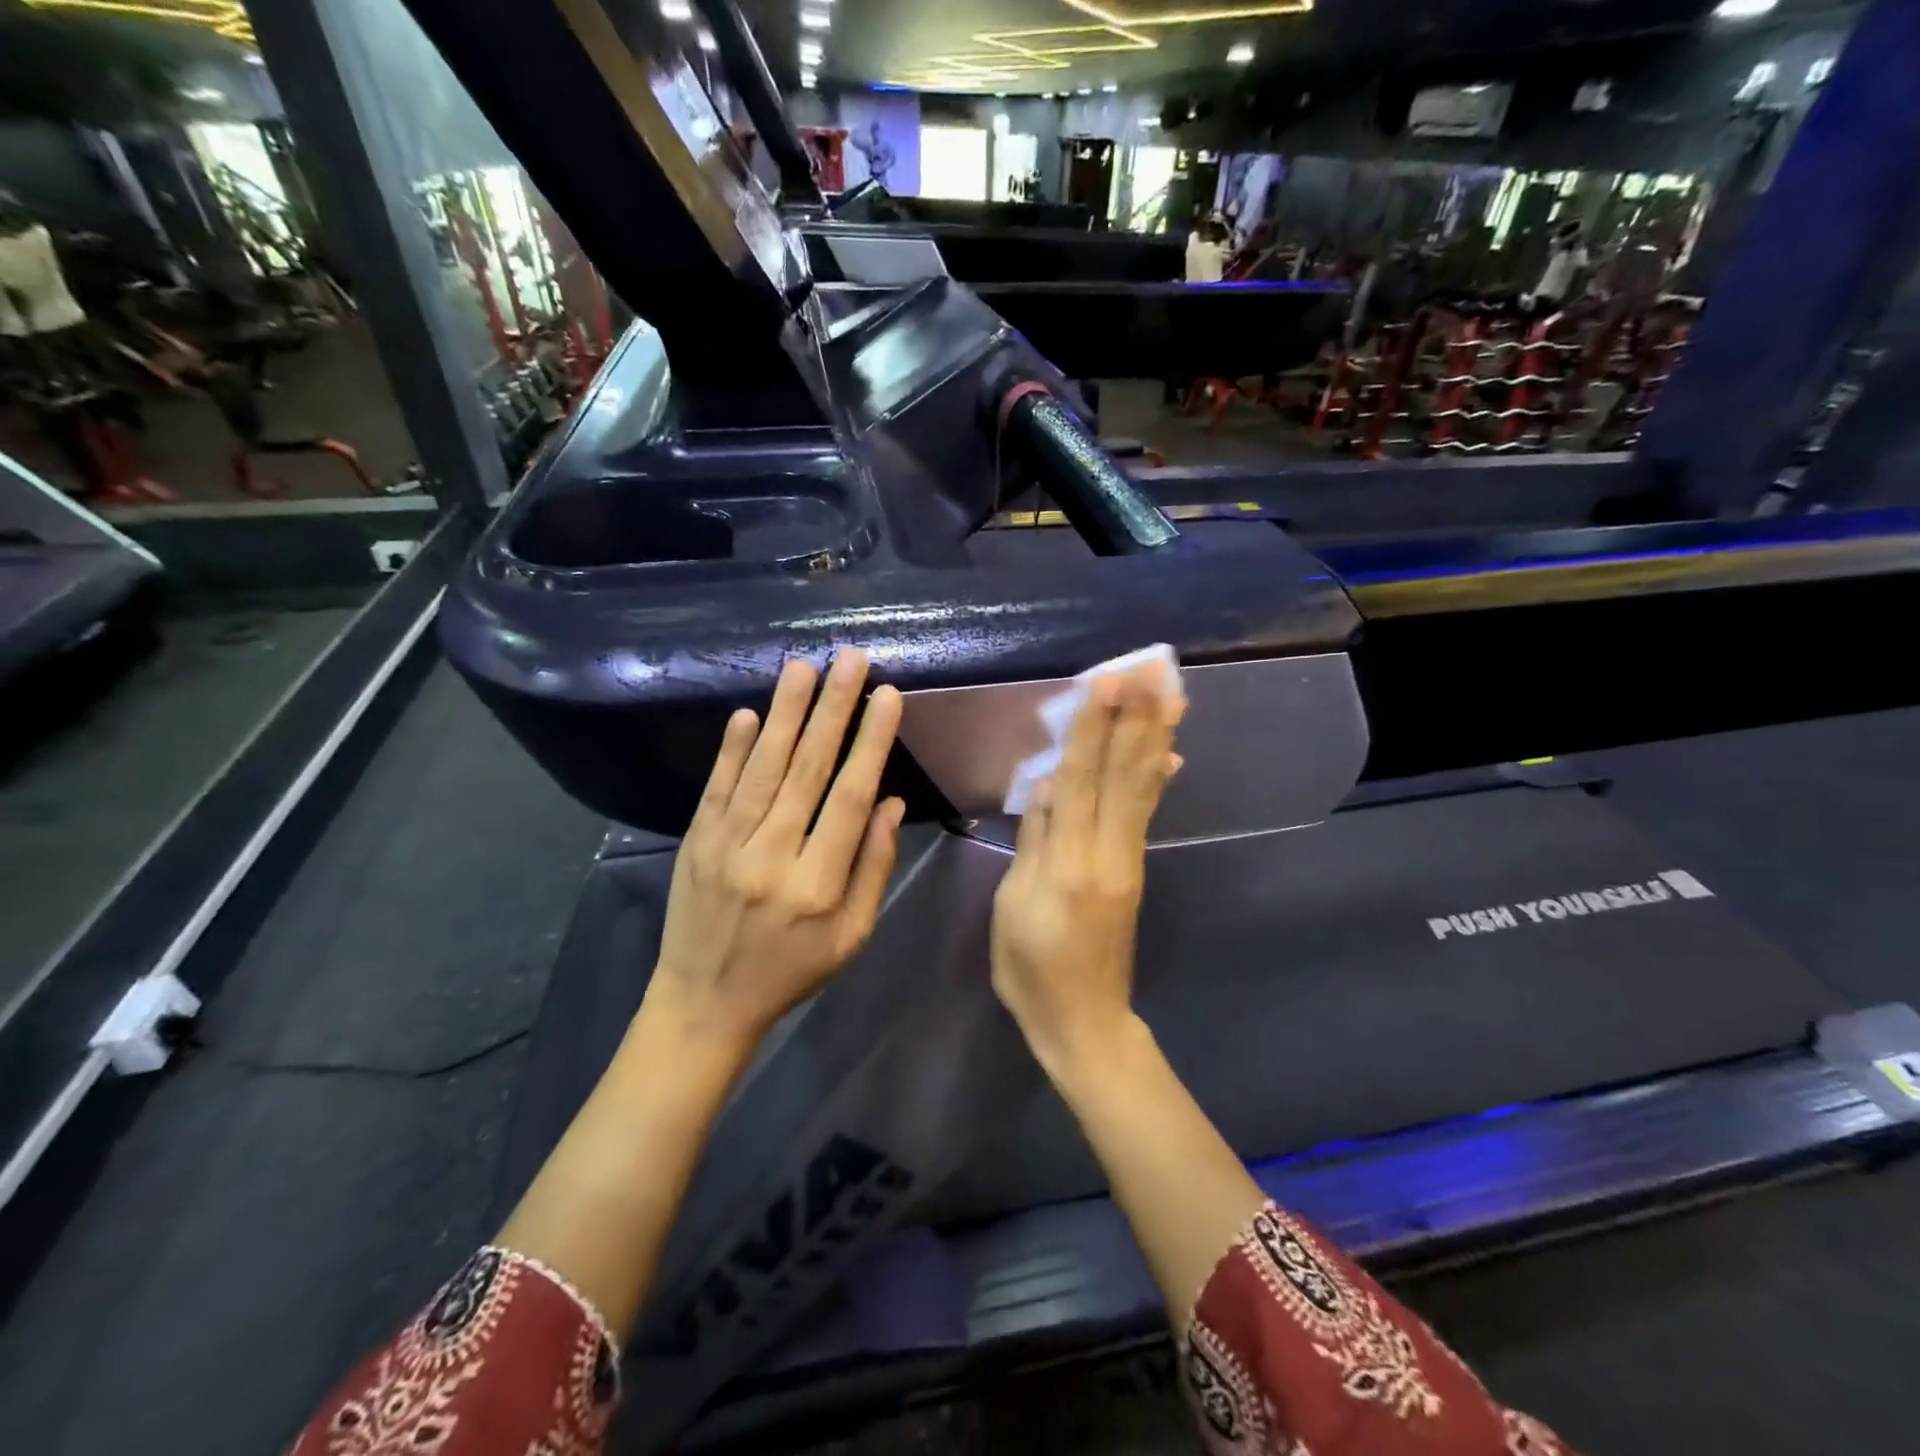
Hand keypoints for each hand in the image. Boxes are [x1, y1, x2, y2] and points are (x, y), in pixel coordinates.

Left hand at [647, 650, 905, 1053]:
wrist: (704, 1003)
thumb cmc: (791, 971)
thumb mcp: (851, 937)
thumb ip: (873, 868)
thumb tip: (891, 802)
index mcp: (817, 885)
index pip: (849, 799)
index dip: (871, 743)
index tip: (887, 697)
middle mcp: (771, 857)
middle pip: (807, 771)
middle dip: (832, 709)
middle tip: (850, 660)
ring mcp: (726, 846)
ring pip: (763, 769)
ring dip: (786, 714)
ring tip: (804, 668)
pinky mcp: (695, 841)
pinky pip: (717, 787)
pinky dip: (734, 749)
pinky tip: (751, 713)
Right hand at [991, 664, 1183, 1077]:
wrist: (1084, 1022)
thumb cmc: (1032, 970)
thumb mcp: (1013, 908)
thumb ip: (1033, 843)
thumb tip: (1047, 786)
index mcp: (1070, 864)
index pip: (1081, 782)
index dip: (1093, 731)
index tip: (1106, 684)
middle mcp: (1108, 854)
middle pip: (1123, 775)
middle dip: (1136, 718)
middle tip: (1153, 670)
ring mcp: (1128, 861)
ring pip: (1142, 788)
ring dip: (1156, 737)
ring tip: (1172, 695)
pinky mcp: (1134, 870)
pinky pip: (1145, 813)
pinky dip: (1157, 777)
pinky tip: (1169, 754)